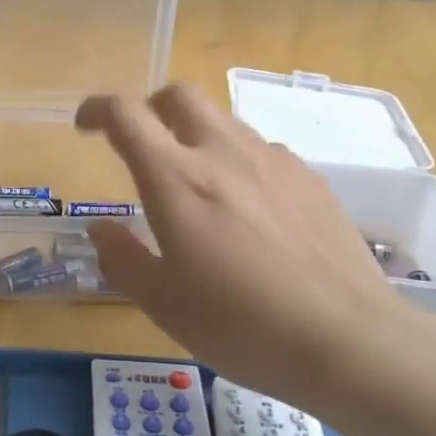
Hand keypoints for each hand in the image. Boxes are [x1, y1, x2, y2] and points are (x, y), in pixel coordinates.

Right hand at [75, 84, 411, 403]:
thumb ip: (123, 259)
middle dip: (151, 107)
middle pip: (179, 95)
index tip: (86, 126)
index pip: (126, 114)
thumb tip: (100, 230)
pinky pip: (261, 150)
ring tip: (198, 184)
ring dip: (196, 134)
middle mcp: (222, 153)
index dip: (98, 109)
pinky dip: (238, 161)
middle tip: (143, 144)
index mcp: (176, 178)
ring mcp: (272, 160)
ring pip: (222, 119)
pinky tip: (249, 209)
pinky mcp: (309, 177)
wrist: (350, 341)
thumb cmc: (242, 326)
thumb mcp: (165, 305)